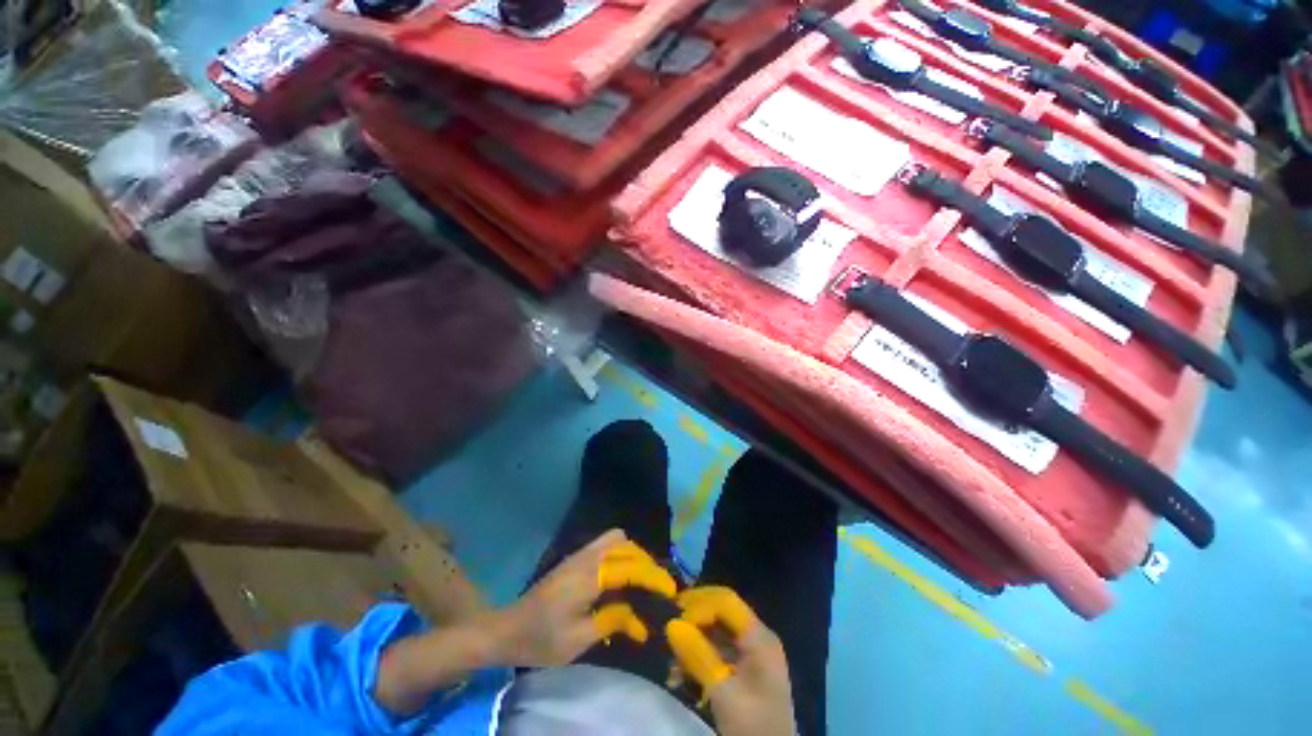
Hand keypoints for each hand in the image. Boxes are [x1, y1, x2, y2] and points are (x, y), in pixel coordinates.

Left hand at [491, 530, 677, 667]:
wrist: (508, 628)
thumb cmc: (541, 639)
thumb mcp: (578, 640)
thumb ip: (612, 621)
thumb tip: (641, 619)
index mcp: (588, 577)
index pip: (630, 567)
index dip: (652, 576)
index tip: (670, 589)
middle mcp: (586, 557)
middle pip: (626, 545)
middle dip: (646, 563)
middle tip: (656, 587)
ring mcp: (580, 554)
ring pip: (616, 538)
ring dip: (633, 554)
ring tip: (641, 579)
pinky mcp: (575, 557)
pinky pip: (606, 543)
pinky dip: (621, 552)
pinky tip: (621, 575)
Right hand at [667, 587, 794, 735]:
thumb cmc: (752, 726)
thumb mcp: (723, 692)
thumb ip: (698, 655)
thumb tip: (671, 624)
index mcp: (759, 637)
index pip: (726, 601)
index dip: (699, 605)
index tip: (675, 620)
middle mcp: (757, 636)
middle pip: (721, 611)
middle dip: (694, 619)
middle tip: (668, 628)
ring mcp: (752, 652)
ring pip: (716, 631)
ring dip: (693, 641)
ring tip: (672, 664)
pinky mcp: (744, 668)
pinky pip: (718, 650)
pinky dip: (699, 657)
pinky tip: (681, 676)